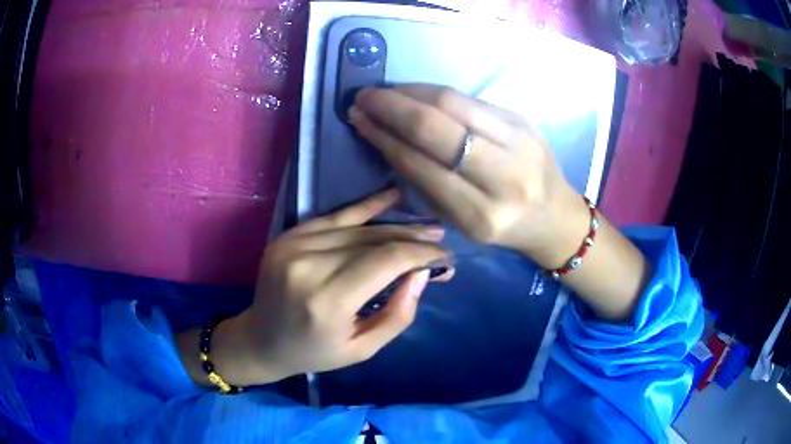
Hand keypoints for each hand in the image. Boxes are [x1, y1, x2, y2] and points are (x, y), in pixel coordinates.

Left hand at [221, 190, 448, 383]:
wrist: (261, 339)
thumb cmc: (314, 352)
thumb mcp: (363, 349)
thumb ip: (397, 313)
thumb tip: (421, 274)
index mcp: (326, 300)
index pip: (385, 261)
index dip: (421, 254)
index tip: (445, 258)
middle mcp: (308, 265)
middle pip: (374, 240)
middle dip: (414, 239)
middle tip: (441, 241)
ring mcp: (294, 245)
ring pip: (358, 227)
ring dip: (396, 225)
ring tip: (427, 225)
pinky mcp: (288, 235)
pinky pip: (335, 216)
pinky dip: (366, 207)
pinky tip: (391, 196)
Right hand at [348, 85, 588, 267]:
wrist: (555, 216)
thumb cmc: (504, 226)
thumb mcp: (462, 221)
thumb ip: (425, 184)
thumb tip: (386, 138)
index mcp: (482, 215)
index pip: (421, 166)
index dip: (385, 138)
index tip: (359, 120)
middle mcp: (504, 177)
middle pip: (436, 128)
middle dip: (392, 107)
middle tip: (364, 97)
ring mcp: (519, 142)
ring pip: (453, 103)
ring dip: (410, 92)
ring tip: (385, 91)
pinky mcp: (524, 120)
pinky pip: (470, 99)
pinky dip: (436, 93)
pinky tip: (416, 92)